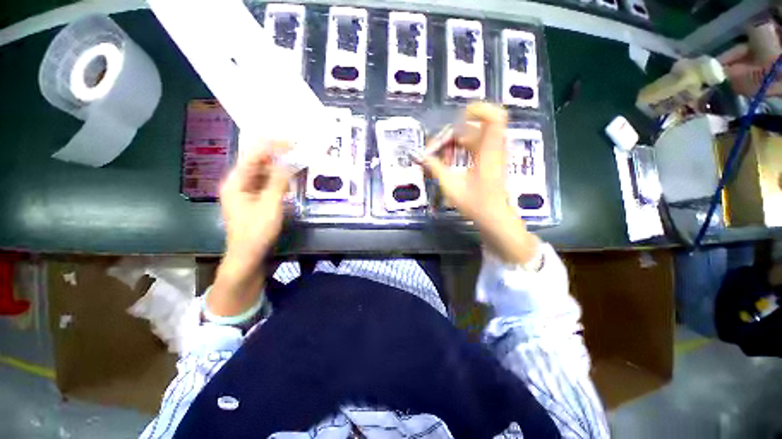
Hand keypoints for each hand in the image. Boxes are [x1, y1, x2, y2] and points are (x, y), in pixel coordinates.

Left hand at [219, 142, 291, 275]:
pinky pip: (265, 183)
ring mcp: (245, 192)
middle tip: (296, 150)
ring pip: (262, 172)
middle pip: (257, 162)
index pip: (253, 155)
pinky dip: (277, 179)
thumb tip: (289, 161)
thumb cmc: (256, 231)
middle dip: (276, 154)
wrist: (248, 256)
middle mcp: (237, 183)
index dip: (272, 146)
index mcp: (235, 181)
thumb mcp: (270, 205)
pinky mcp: (253, 200)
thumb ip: (279, 181)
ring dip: (278, 166)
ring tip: (295, 160)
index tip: (292, 142)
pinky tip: (289, 178)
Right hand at [421, 103, 539, 264]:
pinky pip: (473, 146)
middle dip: (453, 134)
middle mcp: (493, 148)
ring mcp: (492, 154)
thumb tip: (419, 156)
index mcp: (488, 151)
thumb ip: (435, 168)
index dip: (478, 109)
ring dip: (454, 143)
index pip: (494, 117)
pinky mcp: (488, 160)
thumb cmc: (476, 204)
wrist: (494, 218)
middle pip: (474, 127)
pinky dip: (460, 150)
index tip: (458, 118)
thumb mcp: (451, 186)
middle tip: (437, 149)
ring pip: (472, 136)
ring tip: (442, 158)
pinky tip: (449, 161)